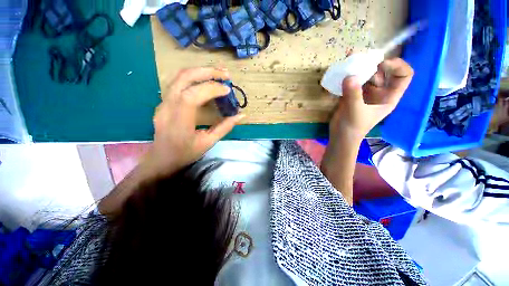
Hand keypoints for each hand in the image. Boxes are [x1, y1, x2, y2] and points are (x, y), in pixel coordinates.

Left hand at [146, 67, 244, 175]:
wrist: (162, 158)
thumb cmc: (186, 153)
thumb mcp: (209, 143)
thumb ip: (225, 127)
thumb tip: (241, 115)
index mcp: (179, 122)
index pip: (191, 96)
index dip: (211, 89)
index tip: (227, 90)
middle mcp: (167, 107)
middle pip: (183, 78)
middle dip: (207, 72)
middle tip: (226, 74)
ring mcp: (163, 102)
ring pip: (179, 76)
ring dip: (201, 71)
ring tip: (219, 73)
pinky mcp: (165, 101)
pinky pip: (179, 82)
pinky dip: (195, 77)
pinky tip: (206, 80)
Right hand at [329, 58, 413, 141]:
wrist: (340, 136)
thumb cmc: (353, 127)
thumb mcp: (356, 111)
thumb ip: (353, 94)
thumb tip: (349, 76)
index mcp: (389, 96)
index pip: (403, 75)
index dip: (396, 66)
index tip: (380, 64)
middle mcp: (380, 92)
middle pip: (383, 72)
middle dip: (374, 64)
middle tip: (361, 60)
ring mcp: (366, 93)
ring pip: (367, 75)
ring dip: (360, 68)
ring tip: (349, 61)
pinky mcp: (353, 94)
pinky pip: (354, 81)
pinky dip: (349, 75)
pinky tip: (342, 71)